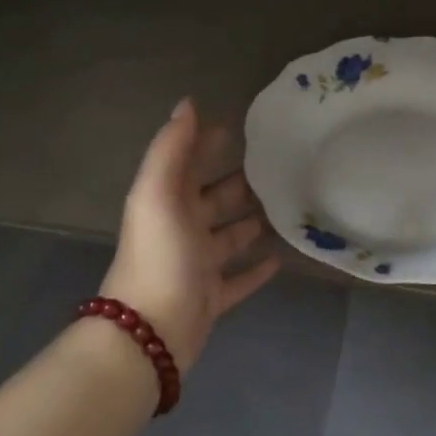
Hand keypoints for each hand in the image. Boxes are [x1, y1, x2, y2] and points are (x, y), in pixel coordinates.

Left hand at [100, 98, 278, 371]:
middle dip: (239, 182)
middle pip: (214, 199)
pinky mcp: (212, 297)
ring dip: (251, 223)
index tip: (242, 126)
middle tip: (279, 166)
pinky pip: (239, 279)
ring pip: (229, 237)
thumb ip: (171, 148)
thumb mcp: (158, 193)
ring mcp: (197, 265)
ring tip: (286, 207)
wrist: (149, 332)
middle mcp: (181, 229)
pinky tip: (281, 257)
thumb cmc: (158, 255)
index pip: (189, 163)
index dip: (208, 143)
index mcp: (167, 202)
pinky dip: (256, 268)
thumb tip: (188, 102)